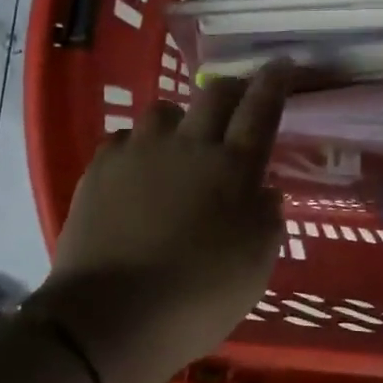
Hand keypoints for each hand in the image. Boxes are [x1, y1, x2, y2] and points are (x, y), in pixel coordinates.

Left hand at [35, 64, 289, 382]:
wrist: (111, 317)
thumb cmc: (198, 297)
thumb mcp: (255, 266)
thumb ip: (266, 220)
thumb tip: (265, 191)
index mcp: (232, 169)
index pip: (260, 110)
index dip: (275, 83)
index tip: (283, 65)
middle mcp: (187, 147)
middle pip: (213, 96)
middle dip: (231, 89)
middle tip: (237, 101)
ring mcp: (138, 154)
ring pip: (162, 112)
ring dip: (178, 122)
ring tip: (177, 147)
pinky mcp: (99, 170)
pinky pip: (123, 140)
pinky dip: (137, 149)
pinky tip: (136, 174)